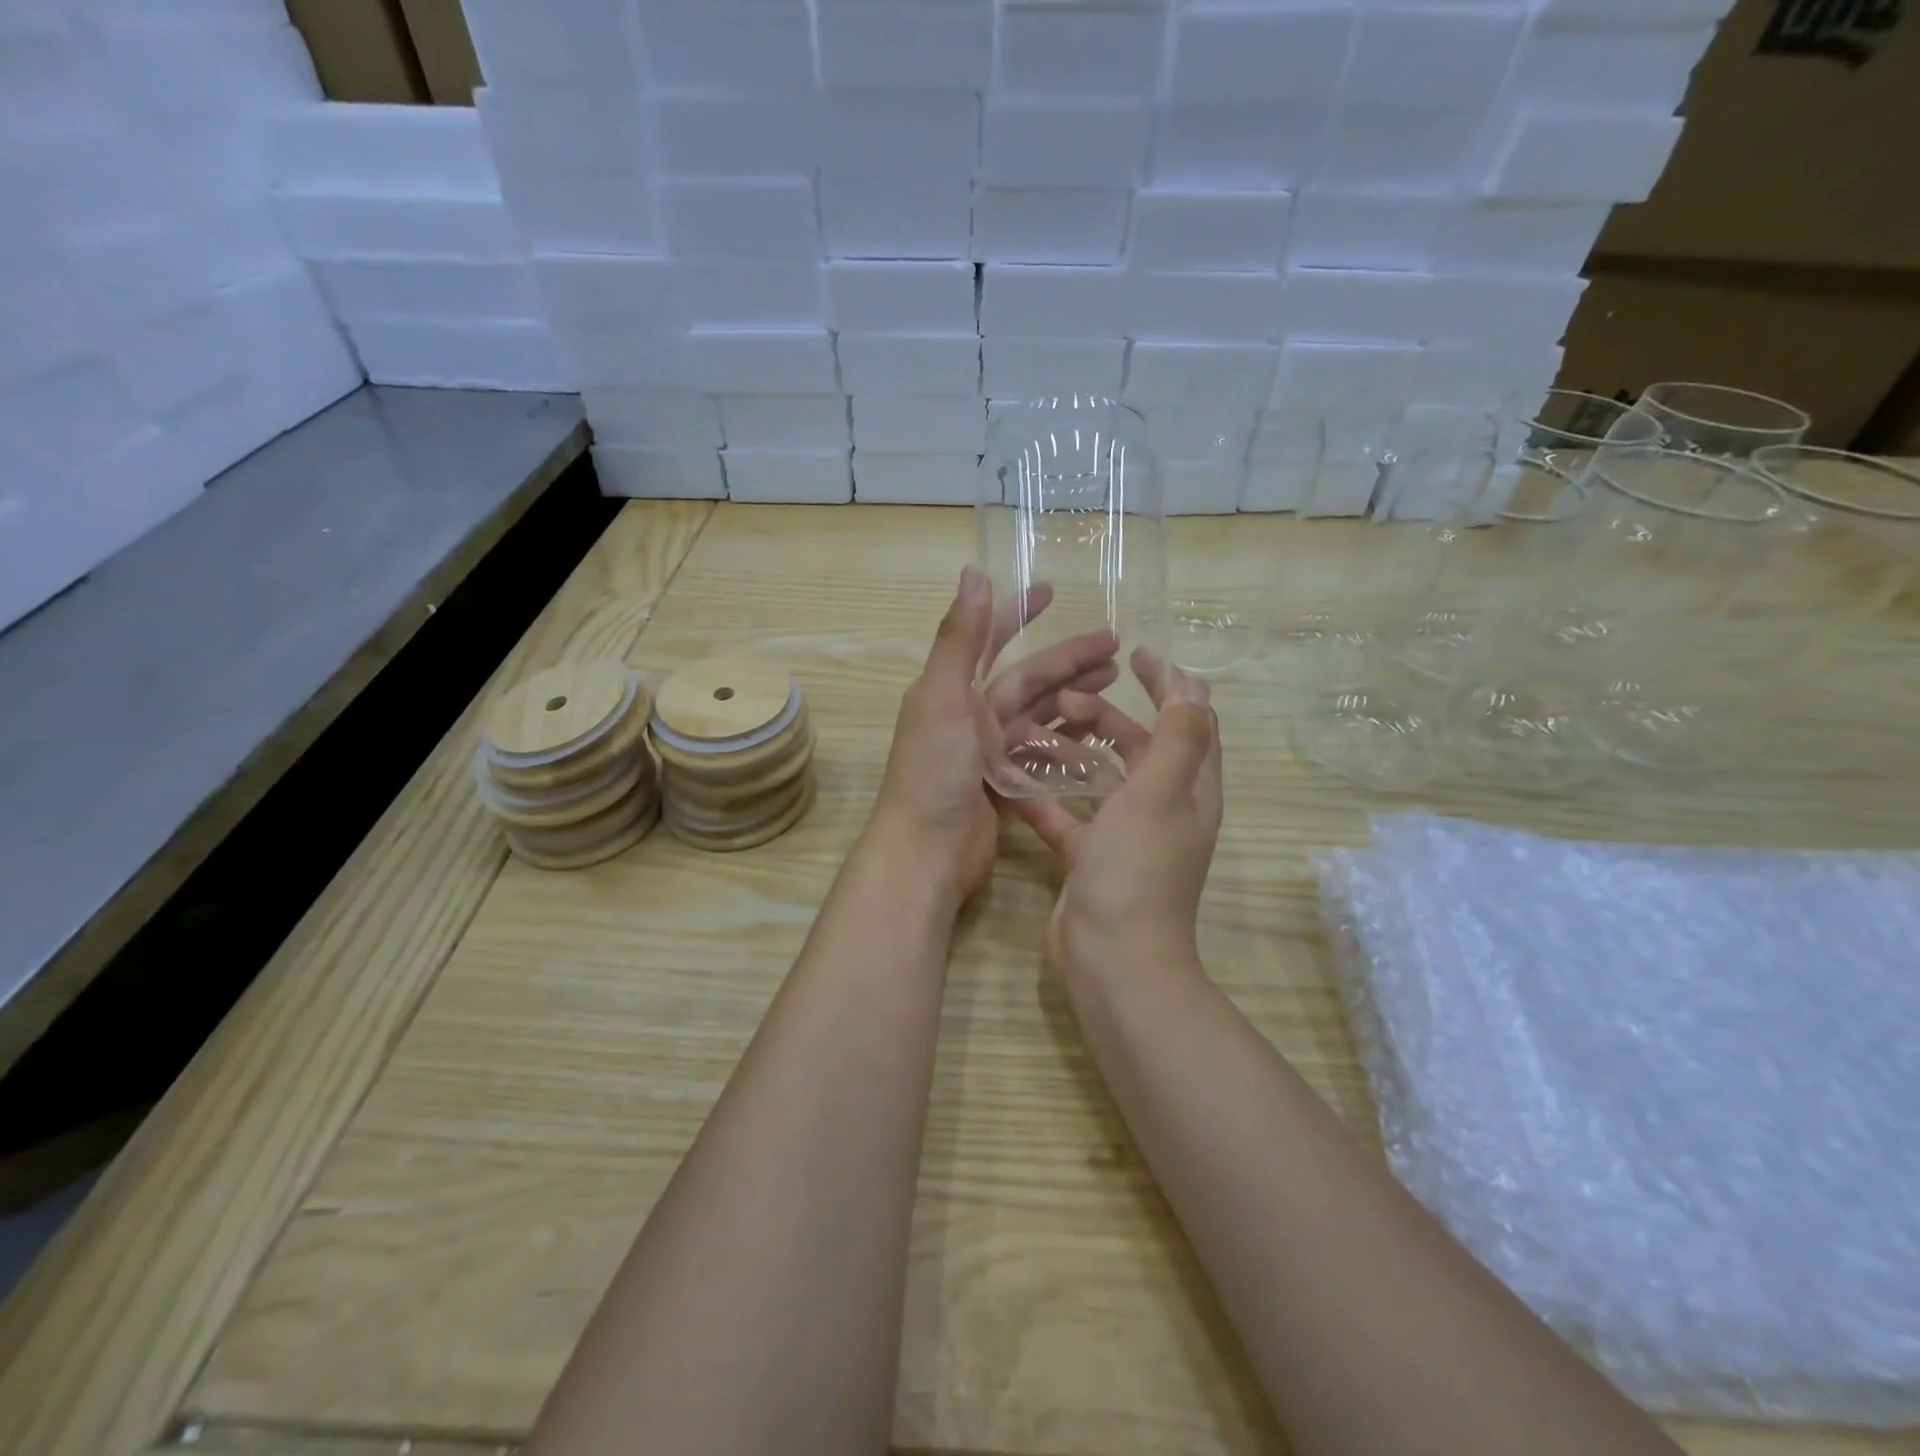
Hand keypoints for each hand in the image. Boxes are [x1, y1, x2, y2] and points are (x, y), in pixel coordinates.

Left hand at [867, 567, 1118, 908]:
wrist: (926, 853)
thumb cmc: (933, 772)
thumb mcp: (943, 697)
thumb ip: (959, 638)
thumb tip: (974, 572)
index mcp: (951, 689)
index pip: (988, 639)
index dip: (1017, 613)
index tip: (1049, 591)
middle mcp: (969, 714)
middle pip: (1027, 678)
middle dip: (1067, 659)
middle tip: (1115, 645)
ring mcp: (988, 751)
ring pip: (1039, 713)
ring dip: (1074, 694)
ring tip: (1117, 680)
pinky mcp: (1005, 783)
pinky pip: (1042, 751)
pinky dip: (1068, 738)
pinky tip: (1100, 730)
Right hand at [1007, 648, 1222, 978]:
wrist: (1111, 958)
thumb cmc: (1138, 868)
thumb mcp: (1161, 792)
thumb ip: (1179, 736)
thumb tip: (1194, 684)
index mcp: (1190, 789)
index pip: (1190, 721)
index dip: (1170, 683)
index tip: (1136, 652)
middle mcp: (1163, 808)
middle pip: (1140, 745)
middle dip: (1108, 714)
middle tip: (1065, 699)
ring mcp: (1125, 835)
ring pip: (1101, 778)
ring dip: (1074, 750)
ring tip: (1036, 729)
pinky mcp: (1090, 857)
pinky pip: (1068, 815)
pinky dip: (1047, 796)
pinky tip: (1014, 779)